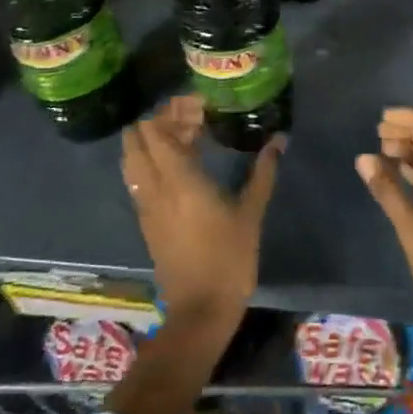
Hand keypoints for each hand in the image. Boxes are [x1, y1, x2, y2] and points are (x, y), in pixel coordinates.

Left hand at [121, 96, 281, 332]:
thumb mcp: (251, 213)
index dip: (171, 111)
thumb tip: (279, 140)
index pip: (156, 131)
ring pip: (133, 160)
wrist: (200, 310)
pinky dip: (152, 162)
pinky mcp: (147, 221)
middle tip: (192, 118)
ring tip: (186, 138)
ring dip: (152, 142)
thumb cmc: (229, 259)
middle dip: (158, 122)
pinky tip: (181, 165)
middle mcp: (154, 188)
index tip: (198, 103)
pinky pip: (139, 179)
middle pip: (136, 140)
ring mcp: (146, 206)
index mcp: (179, 180)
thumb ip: (263, 173)